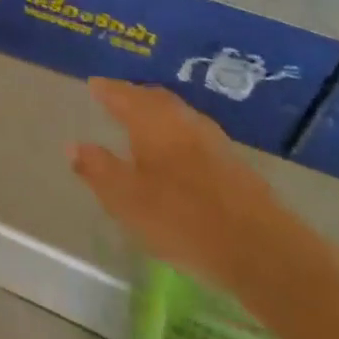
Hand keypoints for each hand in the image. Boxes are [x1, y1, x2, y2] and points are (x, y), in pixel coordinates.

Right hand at [69, 78, 304, 297]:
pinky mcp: (237, 167)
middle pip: (156, 99)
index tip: (93, 85)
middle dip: (135, 95)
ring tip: (144, 122)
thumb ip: (98, 170)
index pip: (124, 95)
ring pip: (180, 116)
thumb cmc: (183, 220)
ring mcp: (215, 143)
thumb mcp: (127, 200)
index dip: (107, 90)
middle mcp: (184, 122)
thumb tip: (73, 145)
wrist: (265, 253)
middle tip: (118, 97)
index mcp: (152, 123)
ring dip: (159, 113)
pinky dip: (179, 134)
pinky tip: (178, 153)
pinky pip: (196, 136)